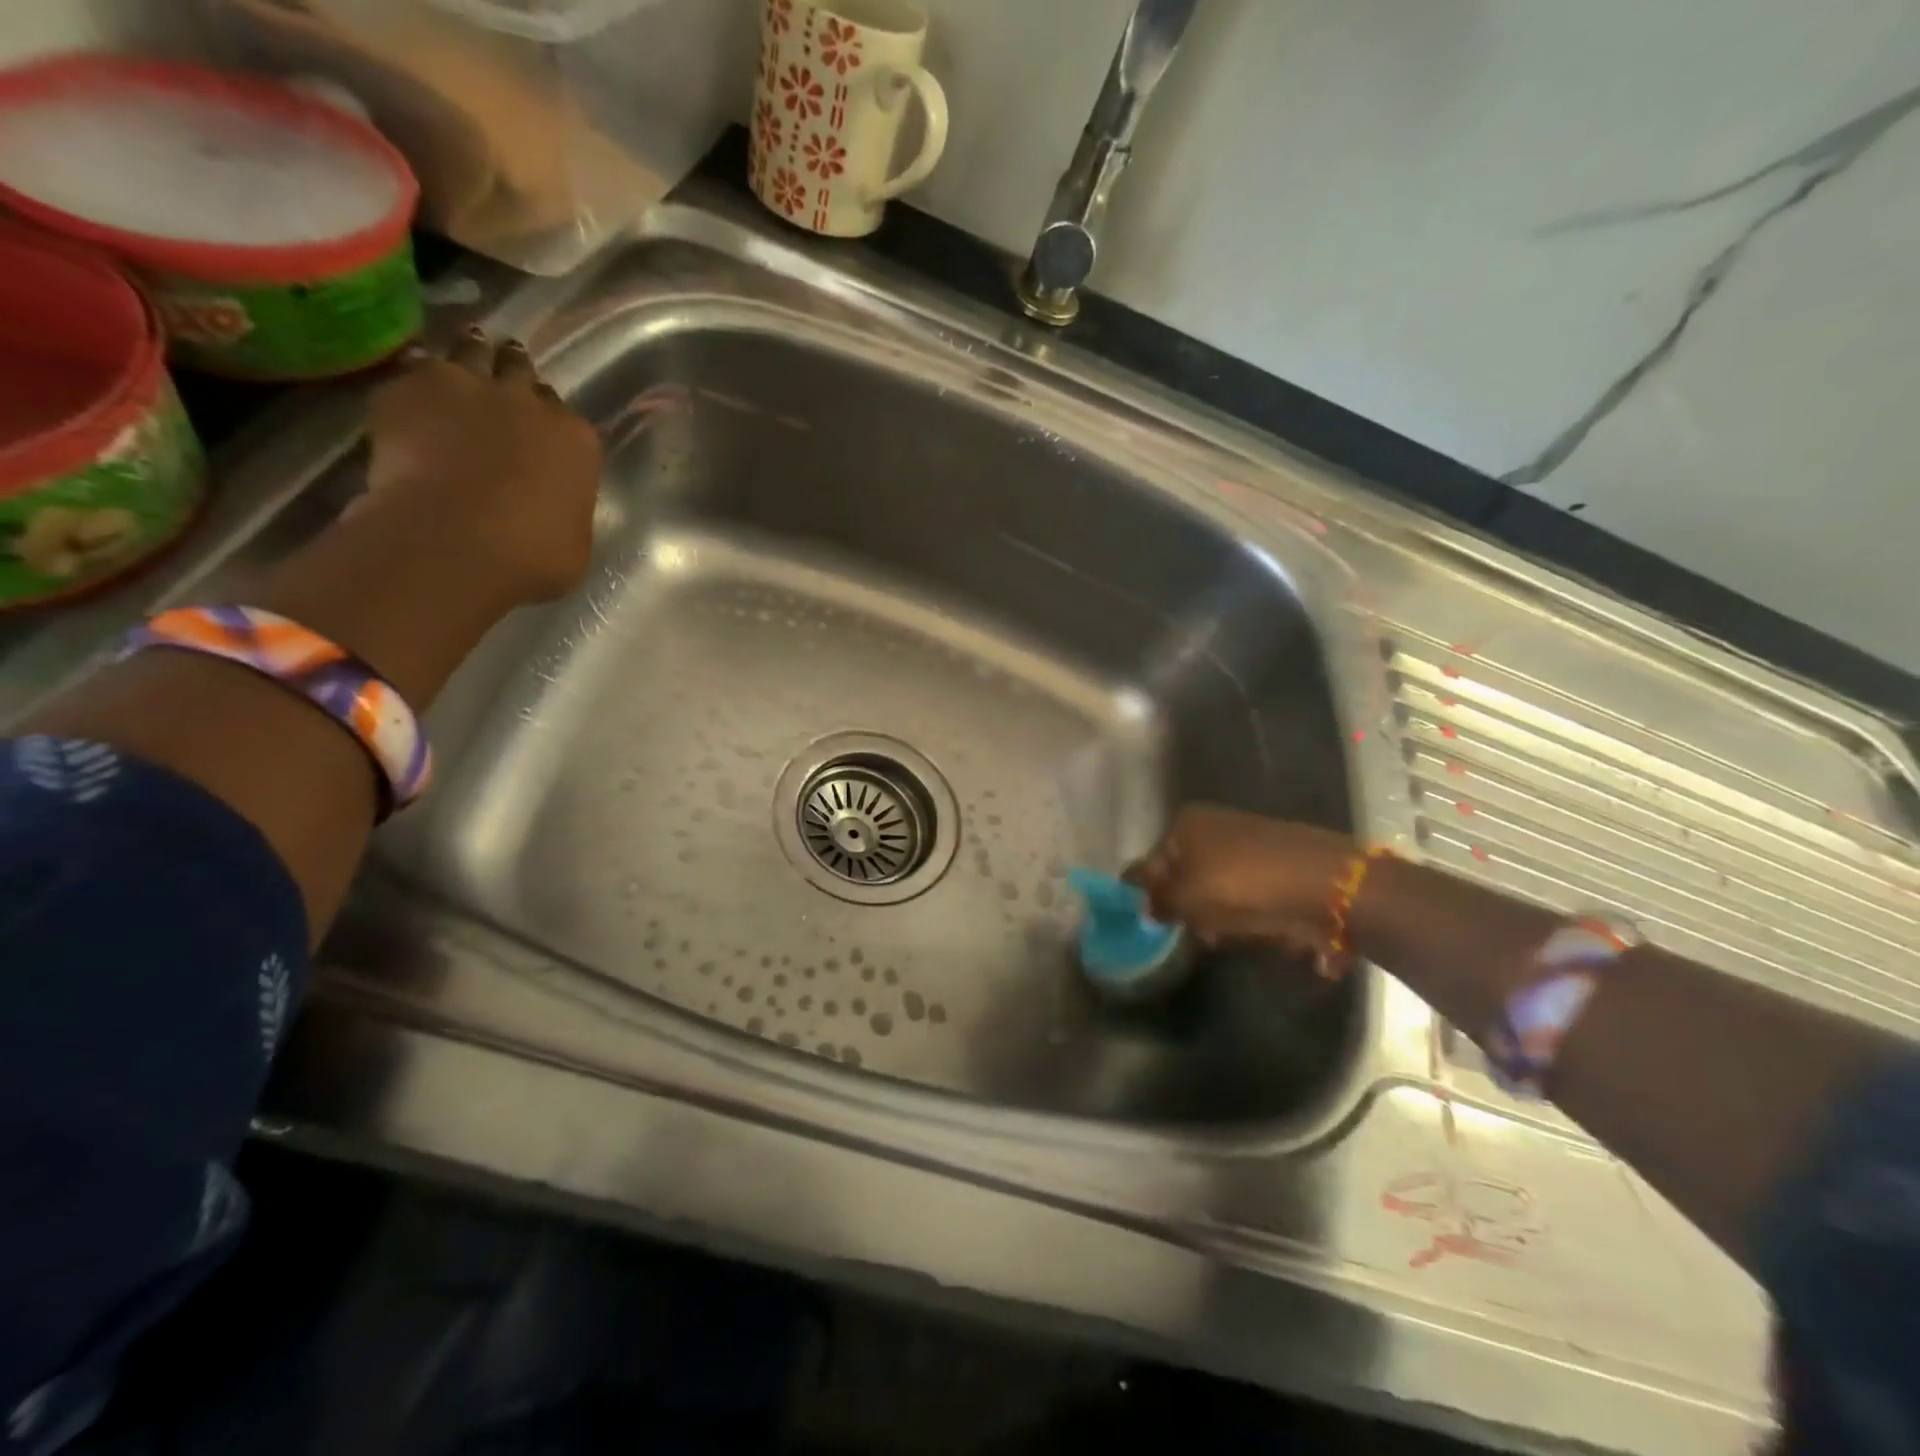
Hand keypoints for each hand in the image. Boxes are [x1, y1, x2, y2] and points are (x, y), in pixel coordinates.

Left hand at [363, 328, 602, 604]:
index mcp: (576, 440)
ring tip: (458, 373)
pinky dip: (416, 379)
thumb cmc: (534, 555)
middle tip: (500, 386)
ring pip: (470, 351)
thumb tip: (551, 509)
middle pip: (520, 370)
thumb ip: (563, 509)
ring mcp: (469, 387)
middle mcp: (529, 402)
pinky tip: (412, 394)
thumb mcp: (573, 541)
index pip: (567, 417)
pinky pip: (416, 368)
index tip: (540, 434)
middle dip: (512, 374)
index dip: (551, 423)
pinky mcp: (411, 387)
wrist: (457, 540)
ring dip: (467, 356)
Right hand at [1125, 806, 1357, 959]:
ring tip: (1232, 935)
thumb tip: (1145, 906)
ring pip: (1217, 887)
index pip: (1150, 862)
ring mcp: (1249, 842)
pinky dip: (1249, 912)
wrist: (1327, 884)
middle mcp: (1214, 825)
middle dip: (1189, 907)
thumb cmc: (1243, 885)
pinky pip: (1249, 893)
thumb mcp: (1187, 897)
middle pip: (1185, 875)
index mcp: (1186, 823)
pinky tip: (1259, 928)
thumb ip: (1159, 902)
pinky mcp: (1278, 863)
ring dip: (1219, 914)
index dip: (1149, 895)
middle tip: (1199, 933)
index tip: (1154, 923)